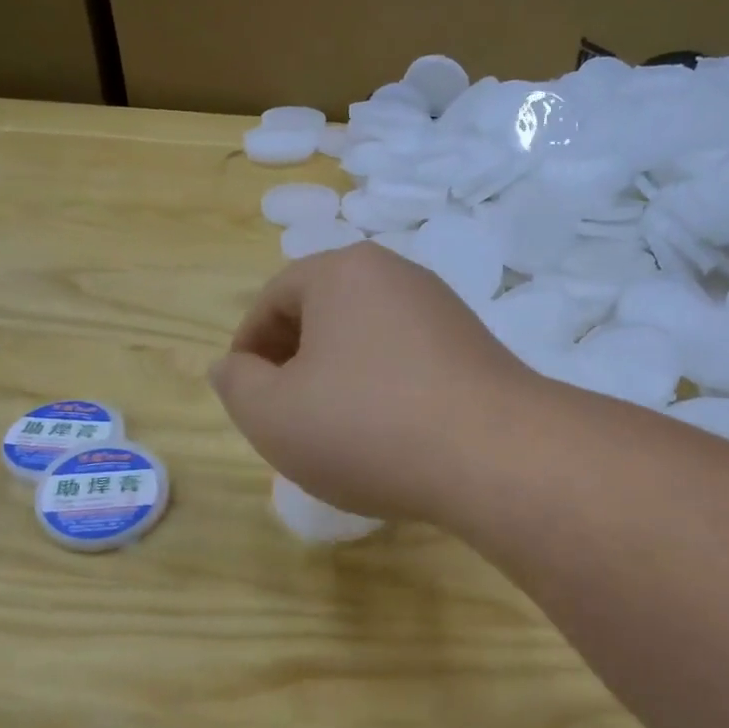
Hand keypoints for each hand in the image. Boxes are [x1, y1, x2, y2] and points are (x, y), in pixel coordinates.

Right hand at [211, 244, 534, 520]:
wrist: (495, 456)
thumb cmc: (368, 427)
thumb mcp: (273, 415)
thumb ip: (237, 384)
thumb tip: (233, 366)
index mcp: (343, 272)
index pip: (275, 298)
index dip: (249, 348)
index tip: (245, 395)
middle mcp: (398, 276)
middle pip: (325, 313)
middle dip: (295, 362)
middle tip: (287, 416)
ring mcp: (444, 311)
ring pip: (368, 340)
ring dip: (341, 379)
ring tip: (337, 431)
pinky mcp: (476, 349)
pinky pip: (409, 362)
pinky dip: (385, 390)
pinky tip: (389, 435)